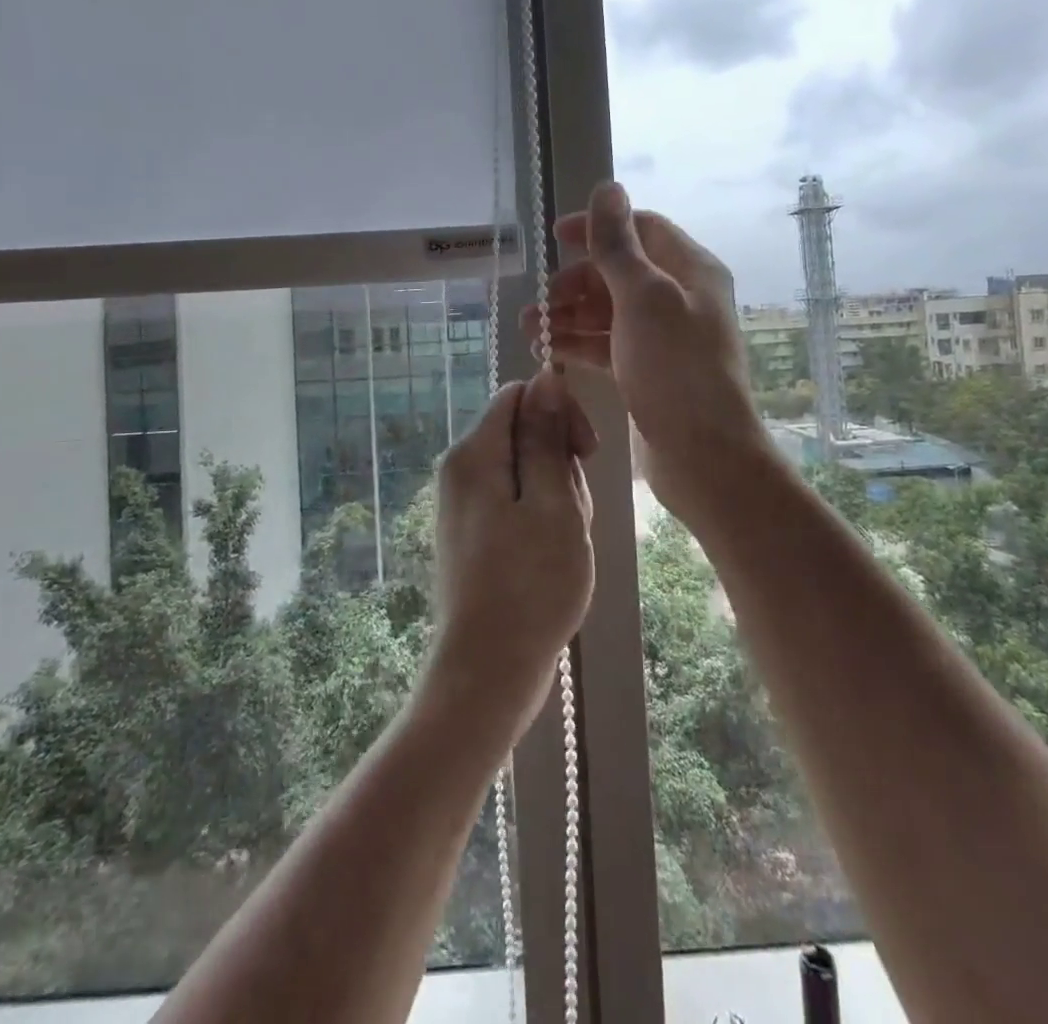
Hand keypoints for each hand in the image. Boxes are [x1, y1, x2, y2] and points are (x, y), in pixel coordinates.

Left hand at [428, 369, 596, 728]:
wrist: (488, 671)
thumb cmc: (530, 585)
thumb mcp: (552, 503)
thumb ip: (546, 437)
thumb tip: (545, 377)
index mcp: (475, 454)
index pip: (520, 395)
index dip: (560, 413)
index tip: (586, 454)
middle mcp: (461, 470)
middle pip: (524, 434)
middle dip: (560, 464)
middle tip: (572, 515)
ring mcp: (465, 504)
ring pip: (527, 472)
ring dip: (557, 497)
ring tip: (564, 543)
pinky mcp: (474, 533)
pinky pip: (516, 503)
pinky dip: (542, 520)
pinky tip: (553, 556)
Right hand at [522, 181, 766, 516]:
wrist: (704, 455)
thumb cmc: (675, 368)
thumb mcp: (642, 297)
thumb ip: (618, 244)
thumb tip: (606, 187)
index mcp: (691, 270)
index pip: (640, 229)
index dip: (597, 227)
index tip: (554, 238)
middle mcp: (681, 297)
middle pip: (620, 271)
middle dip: (577, 280)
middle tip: (542, 300)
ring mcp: (665, 337)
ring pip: (609, 311)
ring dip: (570, 314)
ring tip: (530, 327)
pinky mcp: (650, 371)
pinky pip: (608, 344)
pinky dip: (579, 343)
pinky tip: (547, 349)